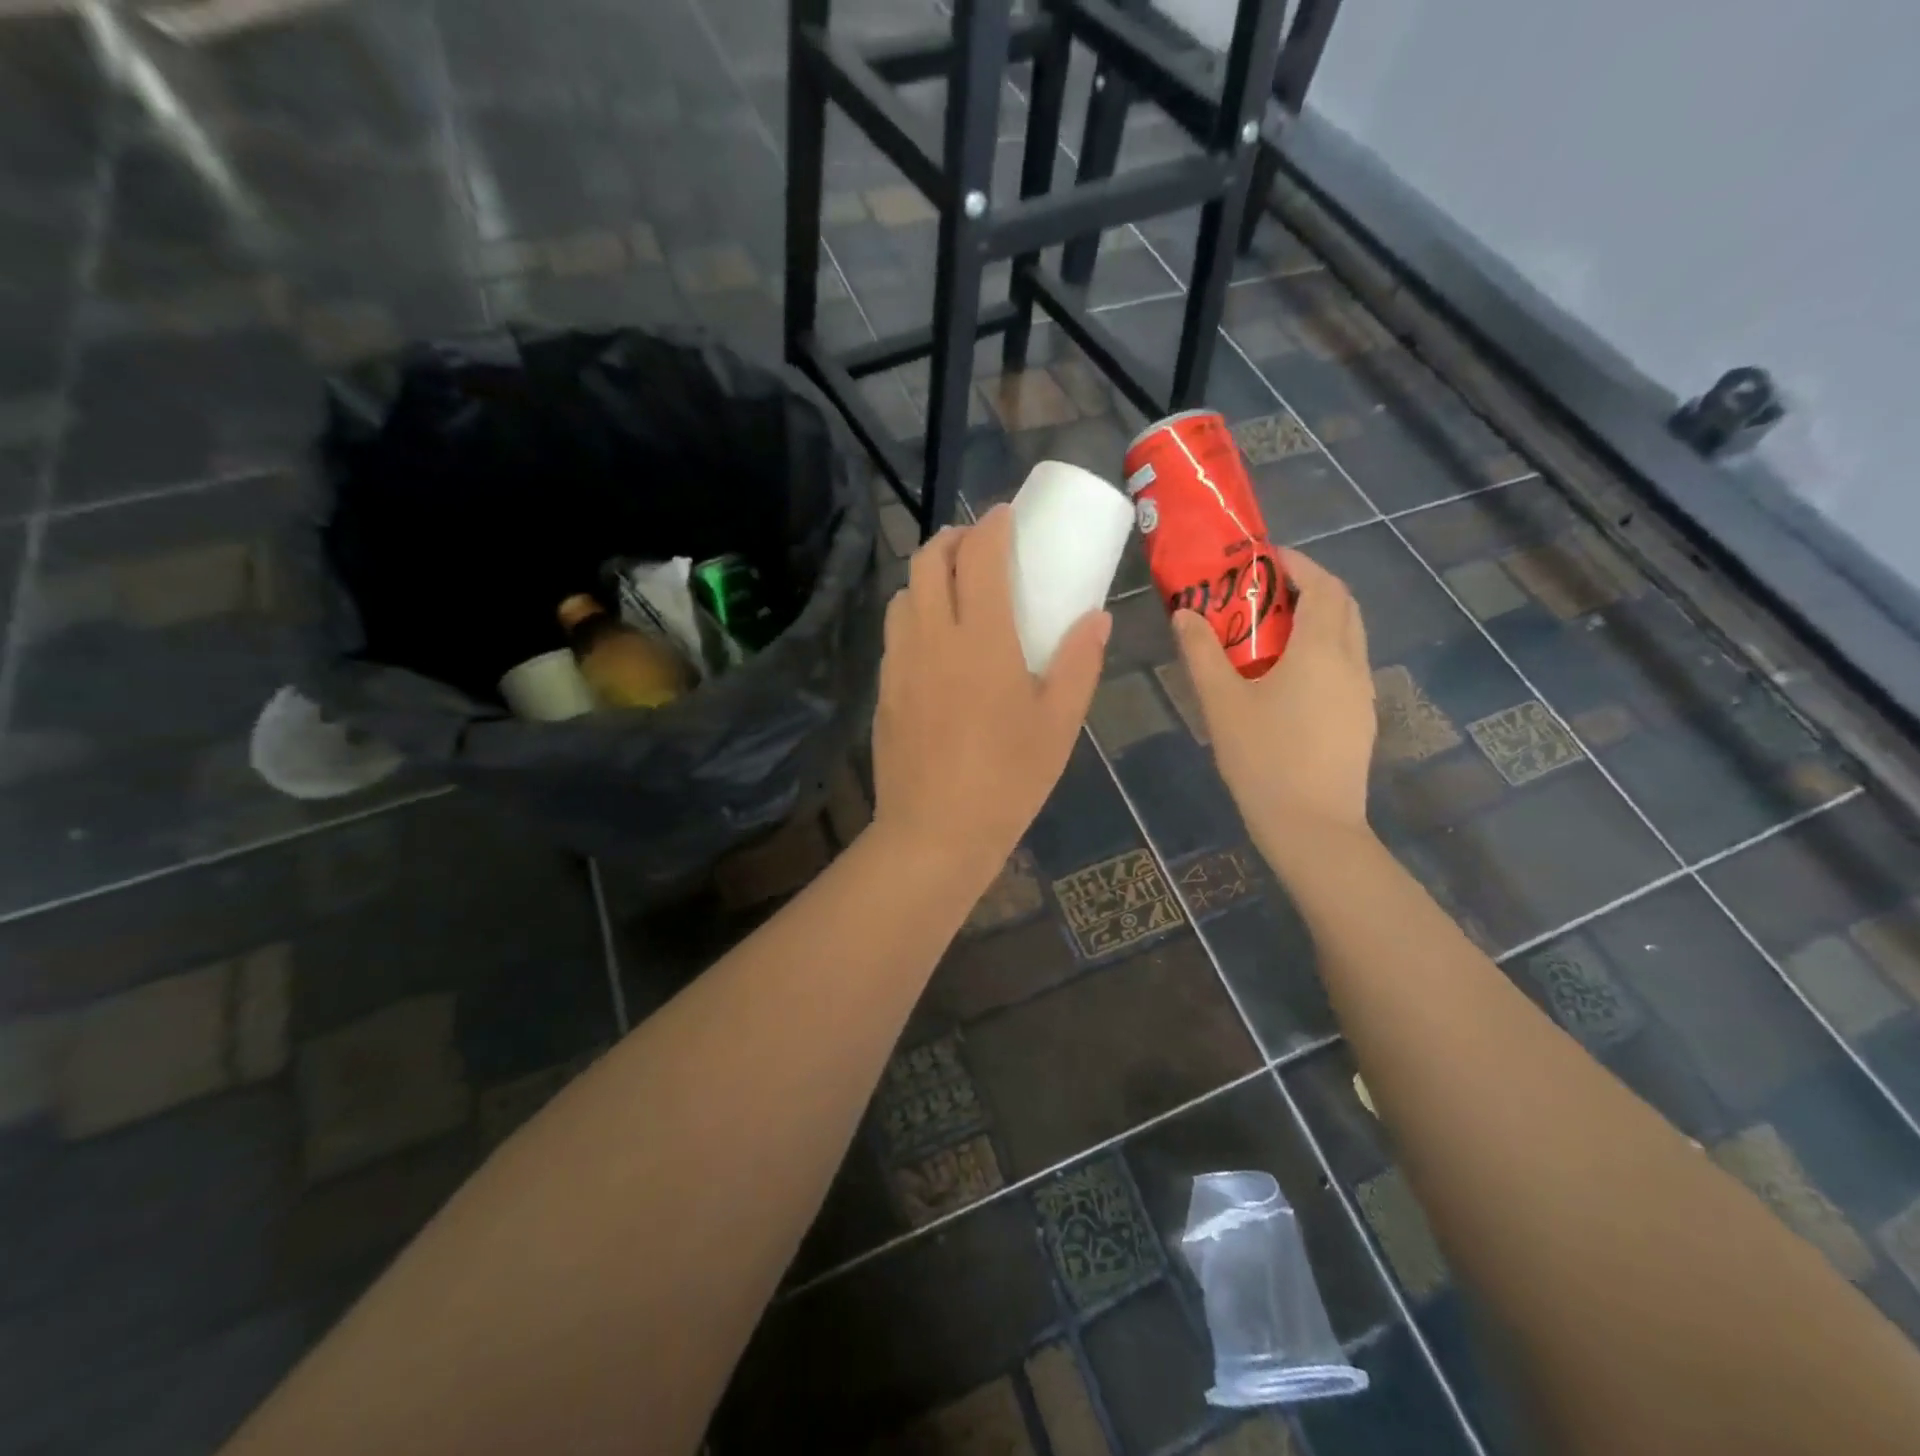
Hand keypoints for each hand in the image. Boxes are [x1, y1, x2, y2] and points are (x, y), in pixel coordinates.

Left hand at [871, 504, 1109, 880]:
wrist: (935, 833)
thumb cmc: (1008, 779)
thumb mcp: (1058, 724)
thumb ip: (1079, 663)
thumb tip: (1097, 618)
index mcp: (981, 640)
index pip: (978, 557)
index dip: (991, 525)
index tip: (1006, 516)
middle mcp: (931, 637)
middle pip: (927, 561)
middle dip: (952, 539)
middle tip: (979, 547)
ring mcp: (900, 663)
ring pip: (903, 594)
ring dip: (927, 575)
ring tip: (954, 591)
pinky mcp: (884, 690)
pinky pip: (895, 631)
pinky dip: (913, 614)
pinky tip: (935, 642)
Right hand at [1173, 546, 1373, 839]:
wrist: (1312, 826)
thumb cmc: (1263, 758)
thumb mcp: (1221, 703)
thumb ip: (1202, 653)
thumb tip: (1185, 615)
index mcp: (1320, 650)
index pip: (1323, 586)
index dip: (1298, 564)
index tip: (1264, 560)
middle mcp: (1351, 662)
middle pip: (1343, 606)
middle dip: (1310, 587)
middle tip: (1266, 592)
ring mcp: (1360, 693)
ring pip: (1347, 638)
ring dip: (1317, 621)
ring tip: (1271, 634)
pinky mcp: (1359, 720)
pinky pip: (1345, 667)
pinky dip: (1322, 652)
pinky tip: (1288, 681)